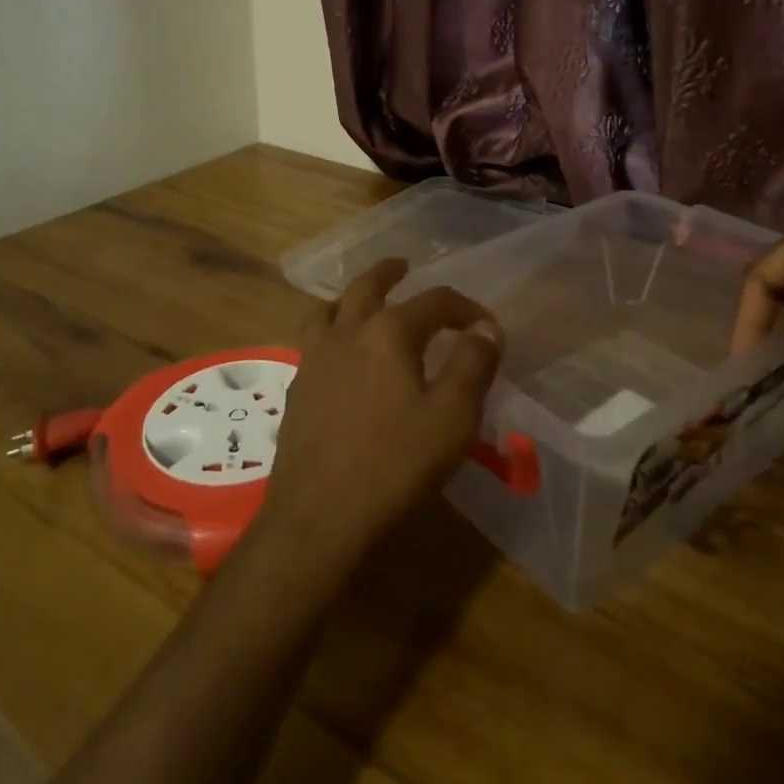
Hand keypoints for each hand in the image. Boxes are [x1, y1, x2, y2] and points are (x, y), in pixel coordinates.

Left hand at [258, 259, 503, 570]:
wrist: (319, 517)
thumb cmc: (394, 465)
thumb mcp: (452, 417)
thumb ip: (473, 364)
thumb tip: (486, 327)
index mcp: (388, 332)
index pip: (434, 301)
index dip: (465, 307)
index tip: (486, 325)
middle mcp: (346, 333)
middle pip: (367, 287)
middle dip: (389, 273)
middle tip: (403, 266)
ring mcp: (314, 359)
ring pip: (329, 309)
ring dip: (351, 296)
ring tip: (362, 300)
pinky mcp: (297, 389)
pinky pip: (311, 340)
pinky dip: (329, 329)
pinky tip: (339, 353)